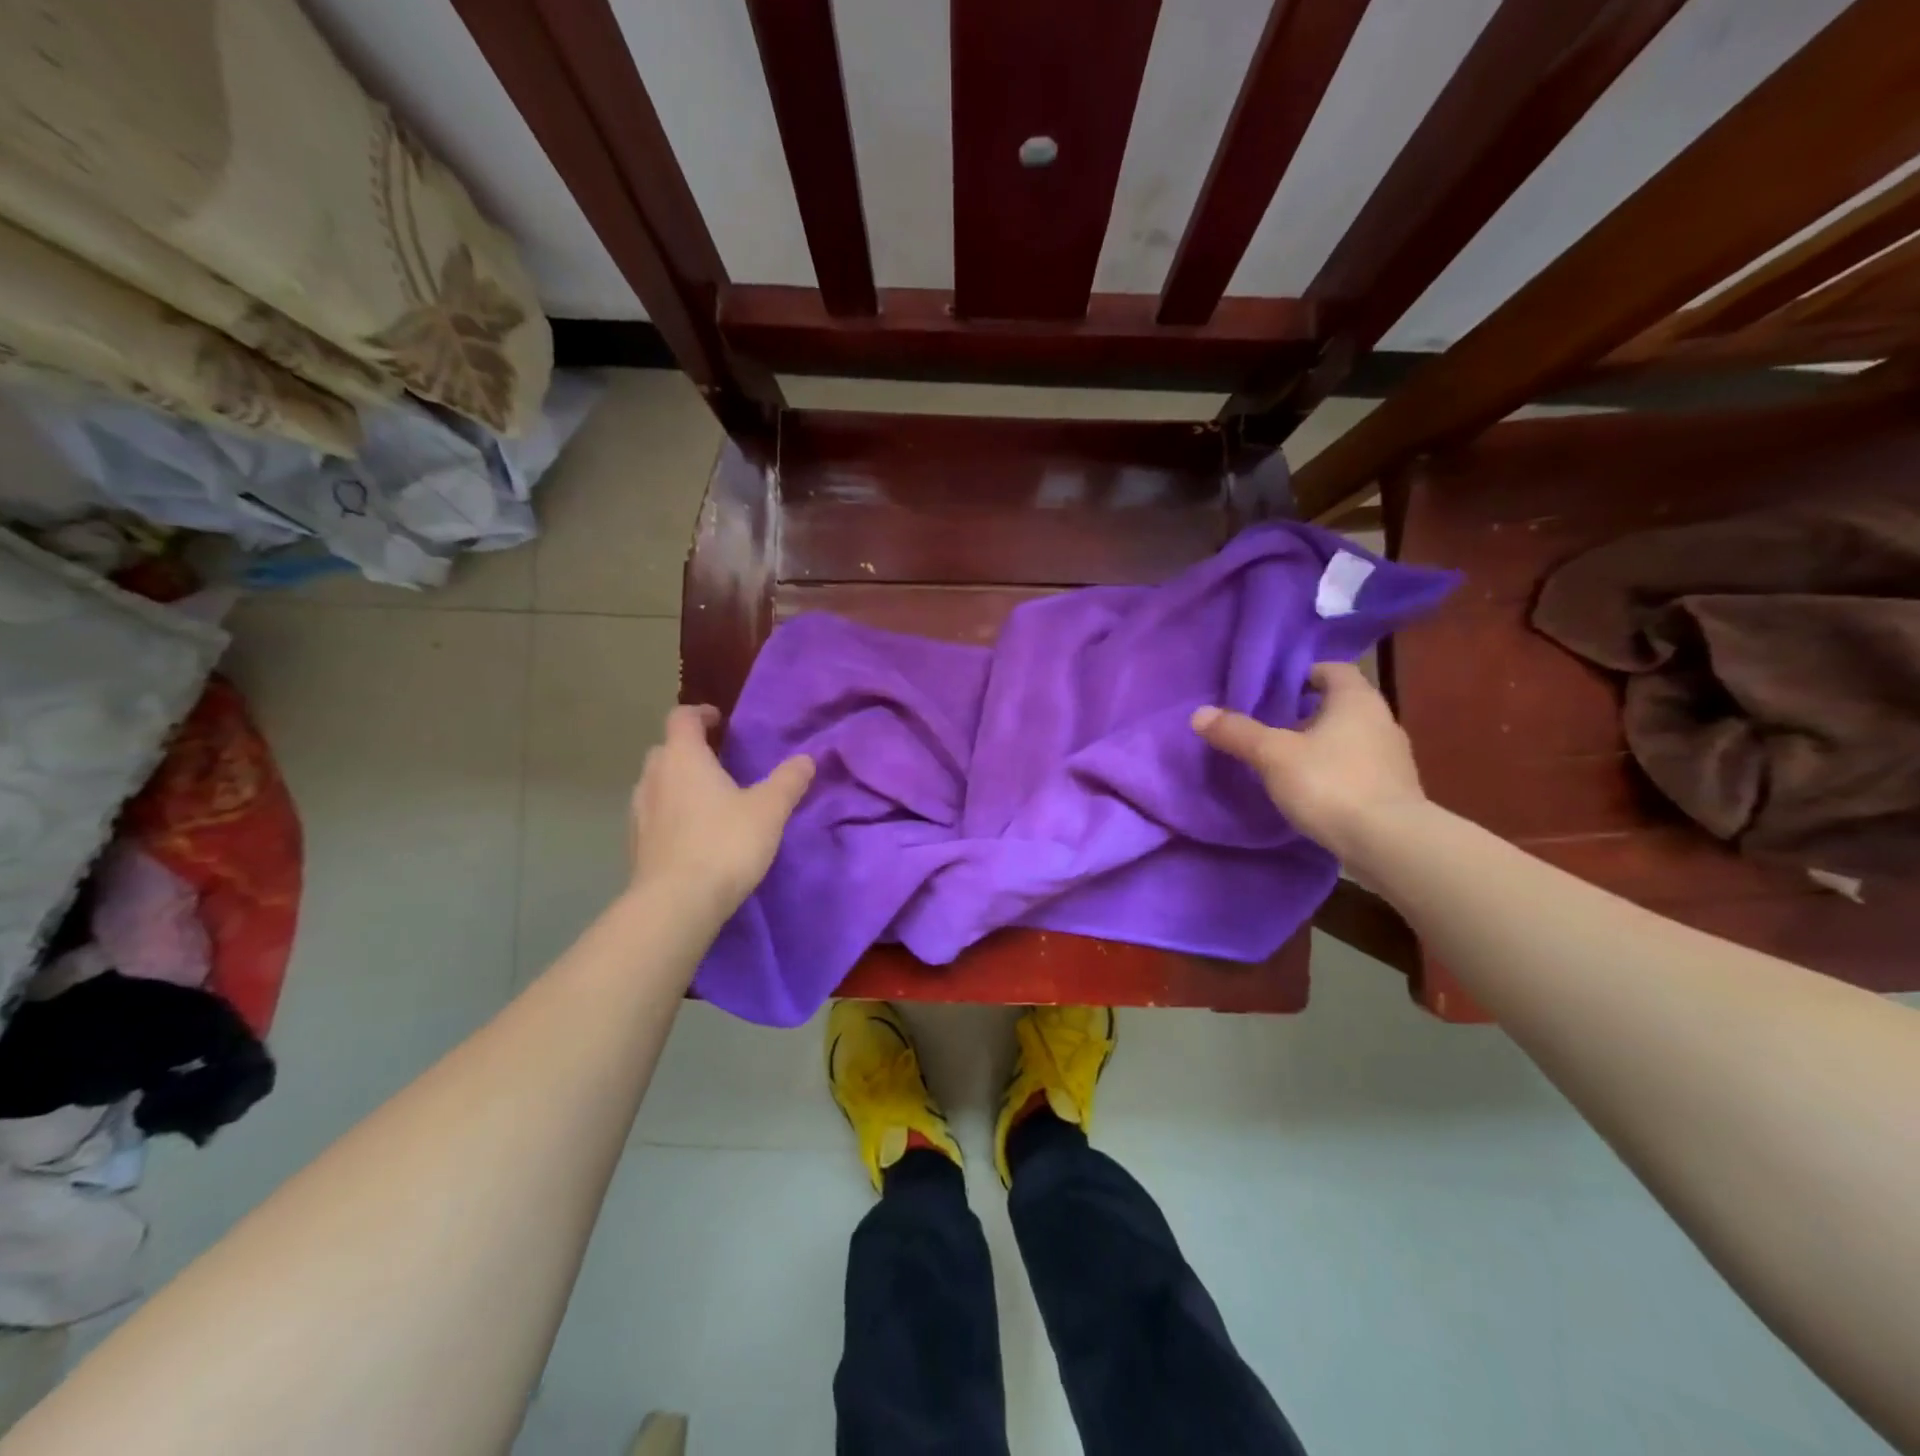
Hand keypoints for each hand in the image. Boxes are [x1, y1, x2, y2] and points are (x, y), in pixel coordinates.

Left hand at [628, 705, 814, 916]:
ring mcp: (639, 812)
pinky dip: (671, 814)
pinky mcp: (636, 845)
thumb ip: (788, 781)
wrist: (676, 904)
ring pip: (657, 784)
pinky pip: (653, 815)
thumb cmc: (724, 844)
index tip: (720, 720)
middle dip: (690, 750)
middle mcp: (653, 778)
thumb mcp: (769, 810)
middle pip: (666, 750)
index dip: (701, 713)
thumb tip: (806, 759)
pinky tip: (693, 835)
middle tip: (719, 763)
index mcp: (683, 758)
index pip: (682, 718)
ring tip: (708, 800)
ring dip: (678, 784)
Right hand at [1191, 662, 1426, 861]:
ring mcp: (1393, 757)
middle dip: (1306, 712)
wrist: (1389, 843)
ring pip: (1350, 737)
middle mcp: (1381, 720)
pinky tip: (1312, 790)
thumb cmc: (1330, 783)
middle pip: (1340, 704)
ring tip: (1286, 760)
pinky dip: (1335, 771)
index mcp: (1357, 700)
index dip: (1302, 675)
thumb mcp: (1273, 755)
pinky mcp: (1394, 790)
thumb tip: (1199, 713)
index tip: (1273, 691)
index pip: (1333, 669)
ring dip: (1321, 743)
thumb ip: (1238, 732)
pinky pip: (1358, 767)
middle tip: (1271, 726)